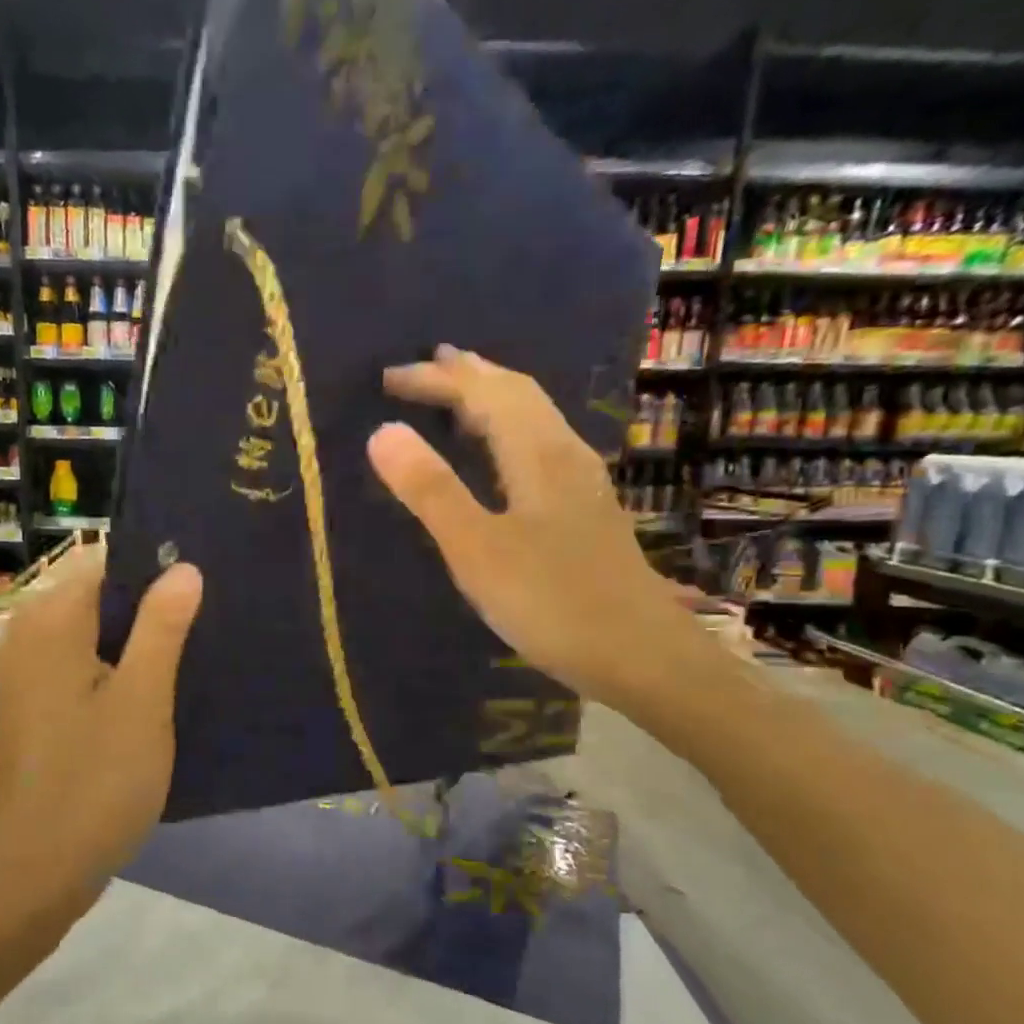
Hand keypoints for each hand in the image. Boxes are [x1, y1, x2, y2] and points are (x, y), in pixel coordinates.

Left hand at [0, 545, 203, 890]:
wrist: (40, 868)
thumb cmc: (97, 778)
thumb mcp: (143, 699)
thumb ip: (162, 627)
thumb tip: (184, 568)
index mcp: (50, 622)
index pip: (105, 563)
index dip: (155, 567)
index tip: (203, 582)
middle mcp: (29, 635)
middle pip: (98, 597)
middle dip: (150, 605)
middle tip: (209, 618)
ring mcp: (28, 673)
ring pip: (93, 633)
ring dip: (138, 639)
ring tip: (195, 648)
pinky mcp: (36, 705)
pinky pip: (82, 664)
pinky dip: (117, 667)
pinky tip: (159, 686)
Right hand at [368, 345, 689, 711]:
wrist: (641, 656)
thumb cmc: (552, 602)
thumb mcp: (477, 549)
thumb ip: (430, 490)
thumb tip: (382, 431)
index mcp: (538, 454)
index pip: (485, 392)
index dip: (437, 379)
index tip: (388, 378)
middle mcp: (565, 455)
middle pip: (517, 394)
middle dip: (467, 376)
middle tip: (425, 367)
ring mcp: (581, 483)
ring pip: (533, 419)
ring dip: (490, 399)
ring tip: (456, 396)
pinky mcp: (585, 511)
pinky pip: (538, 446)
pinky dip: (505, 431)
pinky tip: (498, 456)